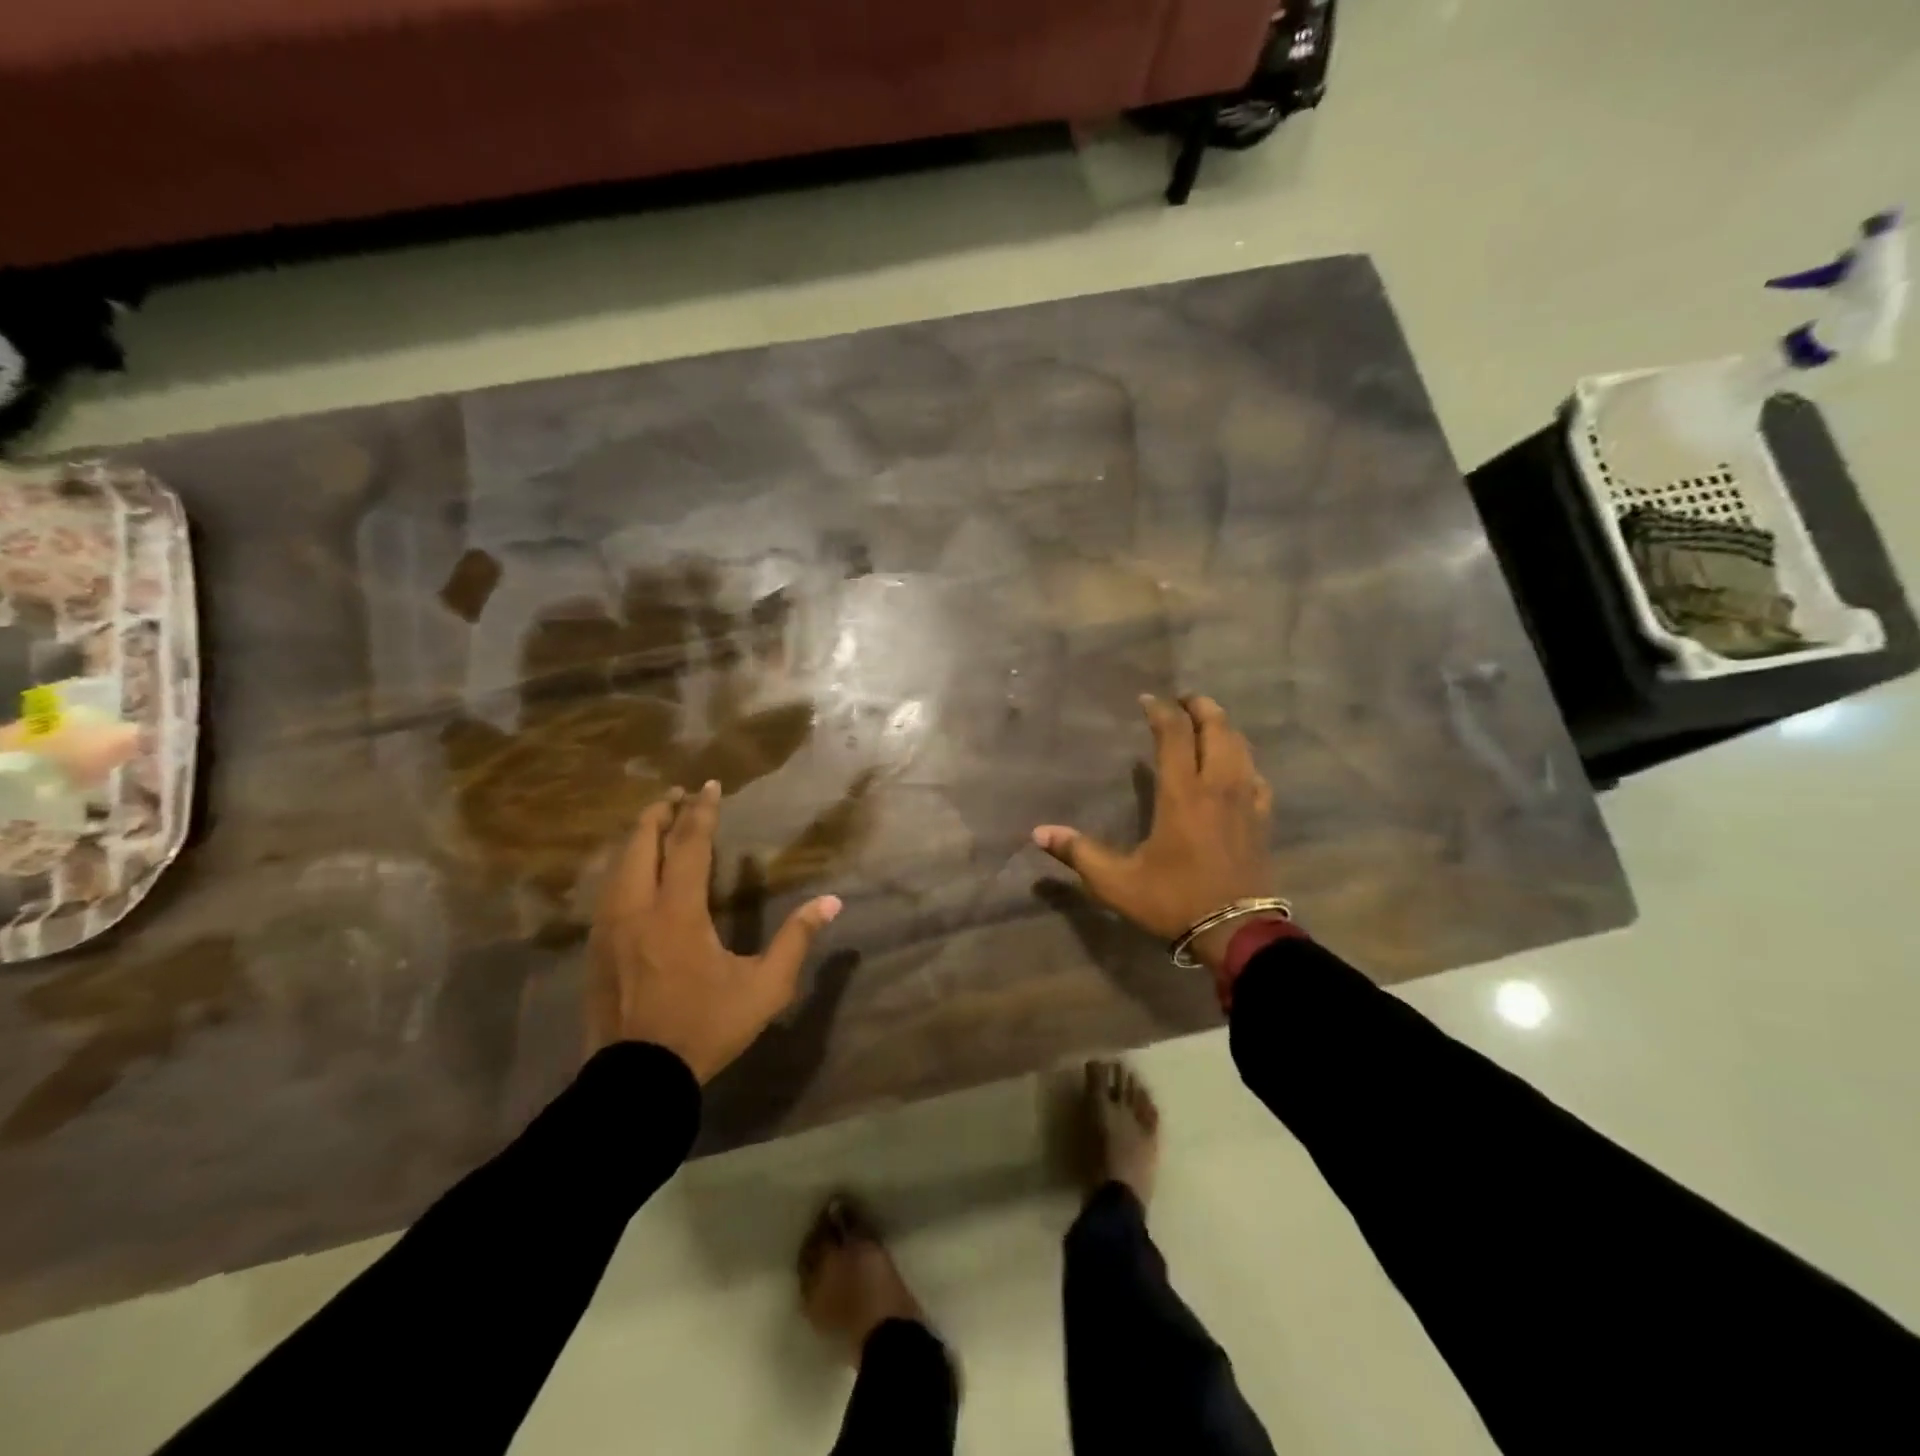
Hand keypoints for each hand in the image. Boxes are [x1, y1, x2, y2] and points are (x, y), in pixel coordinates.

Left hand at [586, 781, 842, 1081]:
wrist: (637, 1081)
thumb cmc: (705, 1028)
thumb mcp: (764, 987)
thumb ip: (796, 939)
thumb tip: (831, 902)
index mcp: (677, 912)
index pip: (687, 845)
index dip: (701, 811)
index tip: (710, 785)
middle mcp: (636, 909)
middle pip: (641, 844)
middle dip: (660, 814)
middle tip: (677, 795)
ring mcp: (608, 929)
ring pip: (618, 866)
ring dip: (639, 839)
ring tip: (656, 823)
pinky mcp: (595, 949)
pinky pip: (608, 890)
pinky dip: (624, 866)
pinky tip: (634, 872)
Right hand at [1032, 695, 1276, 973]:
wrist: (1236, 933)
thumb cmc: (1174, 900)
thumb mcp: (1117, 881)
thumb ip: (1078, 853)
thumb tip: (1038, 833)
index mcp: (1182, 793)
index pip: (1175, 734)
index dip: (1161, 710)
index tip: (1146, 700)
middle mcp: (1218, 786)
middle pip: (1217, 728)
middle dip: (1200, 707)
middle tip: (1182, 700)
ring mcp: (1245, 801)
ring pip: (1242, 747)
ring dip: (1224, 727)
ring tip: (1206, 723)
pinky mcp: (1262, 820)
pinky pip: (1257, 777)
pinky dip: (1244, 761)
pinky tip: (1237, 768)